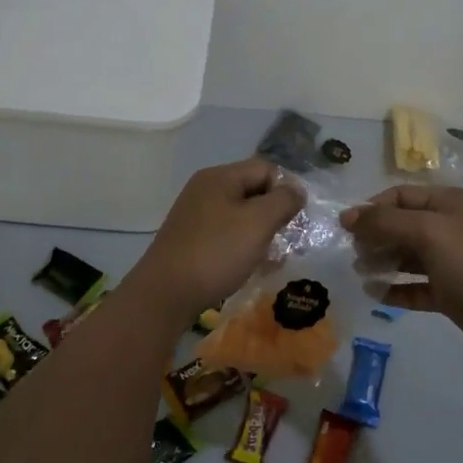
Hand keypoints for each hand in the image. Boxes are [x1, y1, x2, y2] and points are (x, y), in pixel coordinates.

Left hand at [125, 160, 304, 323]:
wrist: (165, 294)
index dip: (285, 190)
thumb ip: (283, 201)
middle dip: (274, 214)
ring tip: (271, 258)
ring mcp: (195, 215)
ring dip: (260, 233)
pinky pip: (226, 234)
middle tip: (288, 241)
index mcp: (220, 177)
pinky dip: (242, 246)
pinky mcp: (191, 239)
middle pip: (252, 191)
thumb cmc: (216, 252)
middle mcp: (205, 190)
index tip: (295, 219)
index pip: (265, 169)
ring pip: (240, 216)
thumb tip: (297, 190)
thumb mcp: (258, 223)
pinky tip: (249, 267)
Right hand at [341, 185, 462, 351]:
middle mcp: (448, 227)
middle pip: (402, 226)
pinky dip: (395, 289)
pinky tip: (375, 294)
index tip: (347, 227)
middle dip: (375, 237)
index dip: (372, 208)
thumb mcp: (428, 232)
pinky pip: (415, 286)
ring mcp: (449, 261)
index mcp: (448, 203)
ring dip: (382, 262)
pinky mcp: (449, 292)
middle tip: (354, 253)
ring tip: (360, 272)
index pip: (401, 196)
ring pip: (407, 256)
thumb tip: (348, 216)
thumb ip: (385, 222)